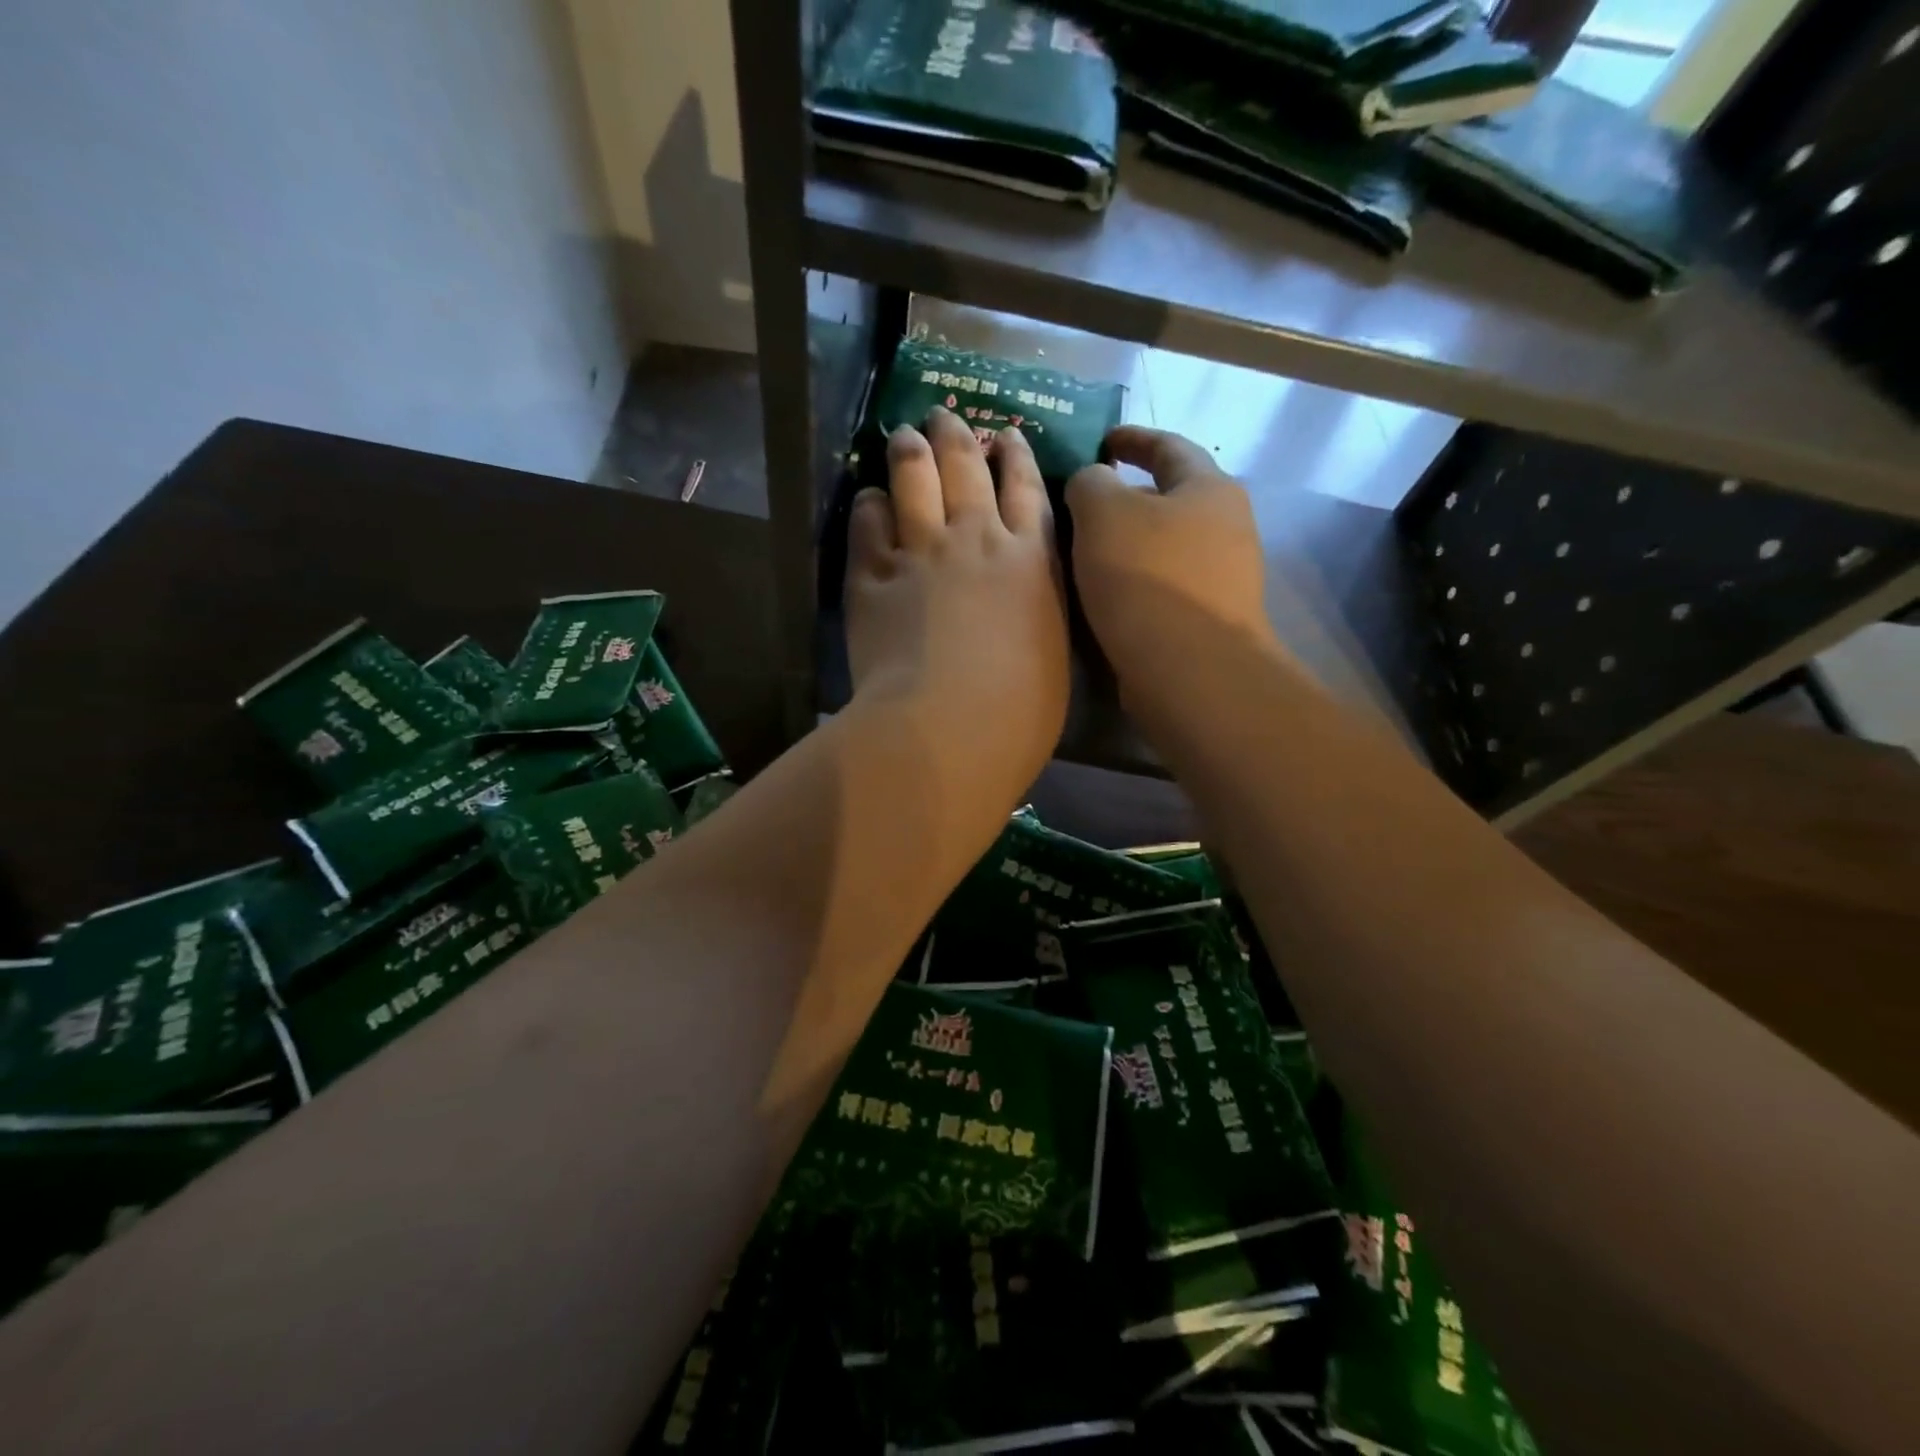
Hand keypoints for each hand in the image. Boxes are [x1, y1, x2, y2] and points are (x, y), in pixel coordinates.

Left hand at [844, 407, 1068, 804]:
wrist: (948, 729)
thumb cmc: (1019, 712)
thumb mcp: (1052, 654)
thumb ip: (1037, 612)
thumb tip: (1024, 601)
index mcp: (1031, 560)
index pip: (1026, 489)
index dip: (1015, 455)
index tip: (1007, 435)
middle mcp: (976, 540)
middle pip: (965, 467)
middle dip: (955, 434)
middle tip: (943, 415)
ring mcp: (920, 553)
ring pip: (914, 479)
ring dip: (910, 450)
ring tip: (904, 434)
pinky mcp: (871, 577)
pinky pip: (867, 523)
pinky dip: (869, 505)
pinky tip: (869, 499)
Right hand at [1065, 426, 1275, 695]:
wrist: (1189, 670)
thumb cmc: (1147, 577)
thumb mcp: (1103, 512)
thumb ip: (1090, 482)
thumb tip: (1093, 483)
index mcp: (1209, 488)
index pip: (1169, 446)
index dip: (1132, 438)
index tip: (1102, 440)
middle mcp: (1228, 526)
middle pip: (1172, 498)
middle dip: (1129, 495)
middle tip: (1084, 502)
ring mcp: (1224, 577)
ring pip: (1167, 545)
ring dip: (1130, 542)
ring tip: (1086, 550)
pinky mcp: (1210, 619)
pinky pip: (1165, 584)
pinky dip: (1136, 579)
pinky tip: (1105, 594)